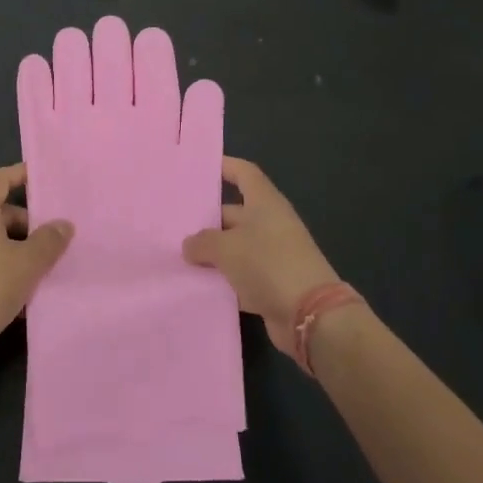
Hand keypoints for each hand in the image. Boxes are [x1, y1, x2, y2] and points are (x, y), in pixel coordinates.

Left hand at [0, 164, 73, 344]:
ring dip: (17, 248)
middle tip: (53, 238)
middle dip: (27, 222)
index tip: (43, 179)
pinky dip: (3, 265)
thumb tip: (63, 224)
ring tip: (42, 267)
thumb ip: (49, 240)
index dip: (21, 174)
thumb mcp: (28, 263)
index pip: (0, 179)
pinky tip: (22, 289)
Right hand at [182, 157, 341, 358]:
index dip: (224, 167)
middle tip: (172, 225)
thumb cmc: (268, 264)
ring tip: (176, 256)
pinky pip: (240, 276)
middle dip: (205, 220)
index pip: (244, 173)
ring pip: (234, 247)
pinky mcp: (271, 284)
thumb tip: (190, 245)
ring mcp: (272, 255)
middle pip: (233, 214)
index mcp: (265, 203)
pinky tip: (195, 286)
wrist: (310, 315)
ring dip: (211, 254)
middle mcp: (270, 224)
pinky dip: (222, 280)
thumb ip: (203, 242)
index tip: (199, 168)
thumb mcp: (227, 248)